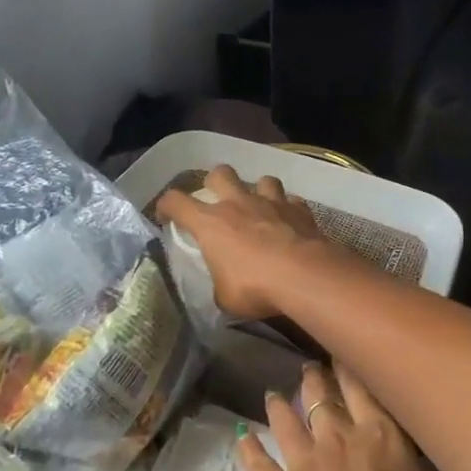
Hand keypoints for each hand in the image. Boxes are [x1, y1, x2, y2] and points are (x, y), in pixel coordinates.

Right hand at [158, 164, 335, 320]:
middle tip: (218, 201)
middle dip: (215, 182)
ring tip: (260, 208)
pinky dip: (288, 209)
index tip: (167, 217)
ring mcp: (271, 202)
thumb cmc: (254, 287)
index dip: (167, 206)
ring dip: (259, 191)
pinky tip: (290, 223)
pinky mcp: (299, 209)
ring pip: (262, 179)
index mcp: (210, 223)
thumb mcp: (224, 297)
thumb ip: (219, 284)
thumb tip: (223, 286)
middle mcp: (238, 203)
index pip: (175, 201)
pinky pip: (291, 201)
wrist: (304, 276)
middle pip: (220, 173)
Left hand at [240, 364, 464, 470]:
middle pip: (321, 395)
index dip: (349, 366)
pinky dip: (247, 448)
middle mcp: (339, 437)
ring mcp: (305, 463)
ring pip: (286, 419)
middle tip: (308, 367)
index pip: (361, 387)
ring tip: (272, 393)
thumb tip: (414, 451)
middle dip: (314, 377)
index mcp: (383, 435)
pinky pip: (257, 463)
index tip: (341, 351)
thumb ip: (422, 468)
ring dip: (279, 403)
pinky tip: (240, 435)